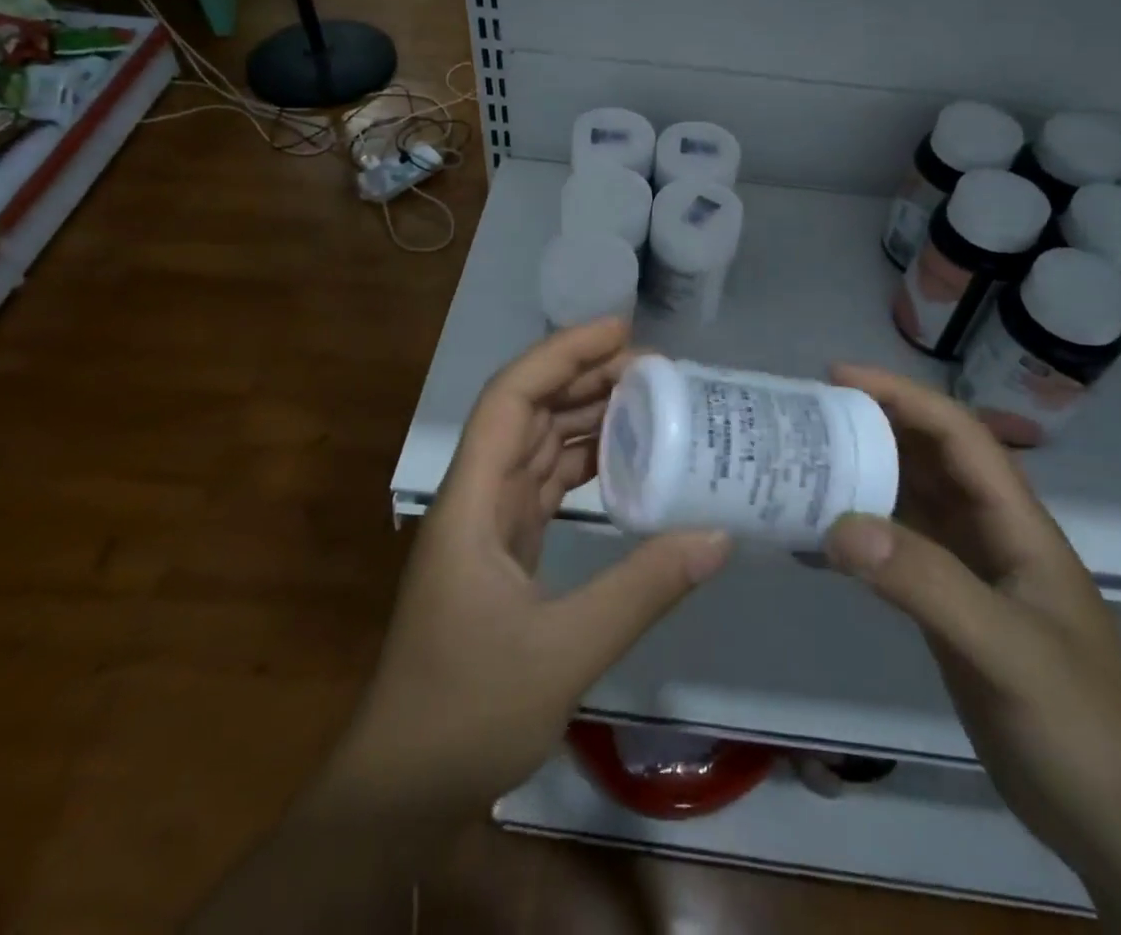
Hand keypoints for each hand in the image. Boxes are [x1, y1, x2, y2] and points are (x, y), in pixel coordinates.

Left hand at [322, 318, 731, 821]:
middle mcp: (476, 497)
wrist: (402, 787)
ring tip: (648, 399)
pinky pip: (545, 488)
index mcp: (472, 499)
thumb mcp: (563, 651)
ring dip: (585, 417)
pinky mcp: (503, 553)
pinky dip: (583, 466)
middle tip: (654, 367)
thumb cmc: (466, 711)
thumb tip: (718, 535)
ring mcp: (488, 526)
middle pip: (528, 413)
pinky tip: (624, 463)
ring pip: (537, 447)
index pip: (512, 398)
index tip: (620, 332)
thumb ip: (641, 588)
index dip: (561, 354)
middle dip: (584, 378)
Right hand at [824, 368, 1120, 933]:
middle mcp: (989, 534)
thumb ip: (926, 582)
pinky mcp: (950, 609)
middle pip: (928, 458)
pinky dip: (860, 534)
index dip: (901, 396)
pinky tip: (820, 537)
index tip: (837, 377)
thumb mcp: (1005, 647)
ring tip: (802, 462)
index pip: (957, 434)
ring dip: (862, 475)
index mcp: (1014, 522)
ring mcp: (970, 572)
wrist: (1117, 824)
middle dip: (873, 426)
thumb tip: (839, 524)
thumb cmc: (1079, 723)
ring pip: (910, 501)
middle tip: (806, 416)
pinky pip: (897, 551)